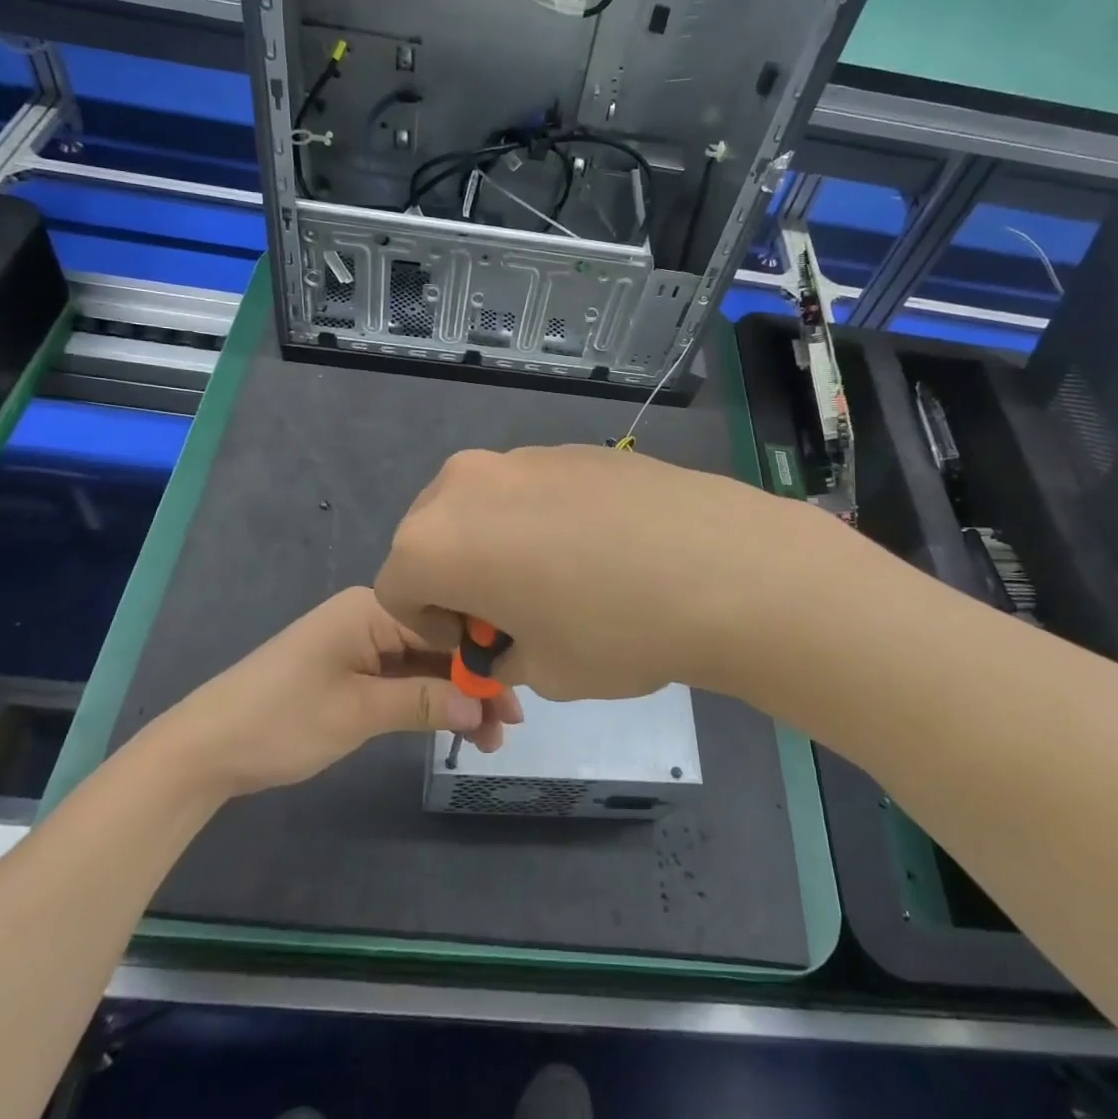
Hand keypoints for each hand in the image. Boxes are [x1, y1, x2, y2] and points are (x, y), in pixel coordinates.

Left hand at [160, 587, 520, 796]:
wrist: (206, 746)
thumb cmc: (282, 719)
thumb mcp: (358, 712)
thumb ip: (424, 702)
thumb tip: (482, 706)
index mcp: (373, 609)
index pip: (446, 624)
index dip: (484, 659)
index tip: (516, 697)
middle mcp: (372, 616)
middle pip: (439, 644)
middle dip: (475, 682)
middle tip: (509, 725)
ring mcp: (362, 643)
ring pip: (425, 663)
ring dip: (456, 696)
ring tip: (491, 737)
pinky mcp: (353, 669)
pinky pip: (404, 677)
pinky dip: (429, 700)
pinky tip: (456, 724)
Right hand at [374, 445, 845, 702]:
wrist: (719, 564)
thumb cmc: (612, 630)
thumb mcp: (542, 671)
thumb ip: (501, 654)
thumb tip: (507, 639)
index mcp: (436, 539)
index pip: (397, 588)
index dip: (433, 628)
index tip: (480, 646)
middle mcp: (466, 483)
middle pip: (432, 536)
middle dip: (458, 579)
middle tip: (512, 612)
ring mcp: (522, 456)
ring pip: (482, 507)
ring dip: (498, 545)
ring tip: (562, 578)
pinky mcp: (571, 447)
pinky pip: (530, 489)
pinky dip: (540, 519)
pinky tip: (599, 547)